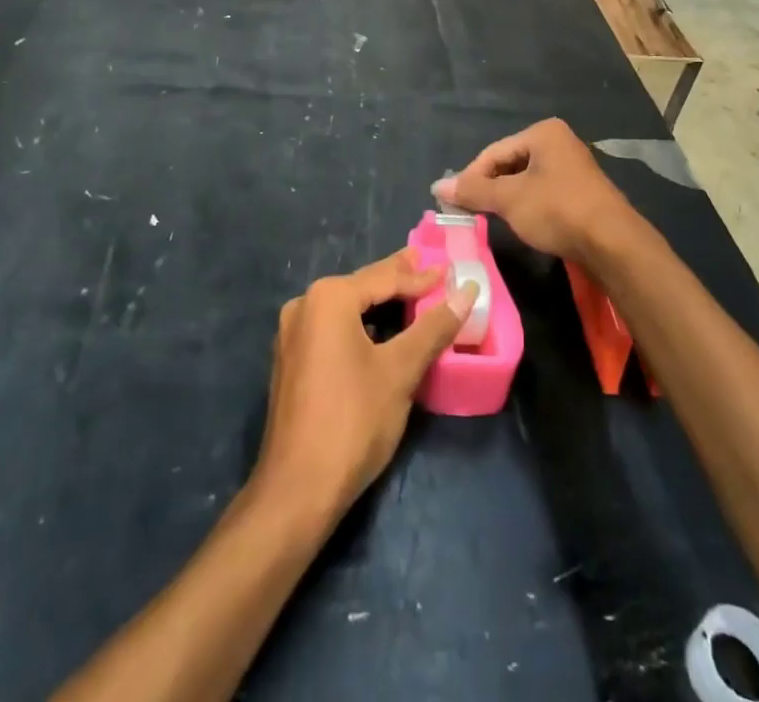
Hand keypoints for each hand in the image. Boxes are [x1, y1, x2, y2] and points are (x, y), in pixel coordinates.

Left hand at [254, 251, 477, 522]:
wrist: (297, 491)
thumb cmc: (353, 421)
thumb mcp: (401, 371)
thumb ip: (434, 327)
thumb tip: (468, 290)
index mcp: (328, 298)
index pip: (384, 278)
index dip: (420, 276)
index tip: (449, 269)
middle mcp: (304, 305)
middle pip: (362, 287)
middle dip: (397, 281)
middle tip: (429, 268)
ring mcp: (292, 334)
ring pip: (346, 309)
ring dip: (379, 304)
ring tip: (410, 296)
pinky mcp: (291, 361)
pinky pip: (333, 329)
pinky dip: (361, 325)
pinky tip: (380, 332)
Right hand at [433, 118, 637, 263]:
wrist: (614, 244)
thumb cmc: (557, 210)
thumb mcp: (509, 200)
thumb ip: (474, 191)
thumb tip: (437, 187)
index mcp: (543, 133)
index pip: (493, 152)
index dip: (471, 178)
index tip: (454, 203)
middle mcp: (559, 142)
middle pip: (509, 163)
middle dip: (490, 188)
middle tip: (470, 212)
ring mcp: (573, 166)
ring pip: (526, 180)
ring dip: (507, 199)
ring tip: (492, 219)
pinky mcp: (581, 191)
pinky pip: (543, 192)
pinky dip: (528, 205)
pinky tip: (523, 223)